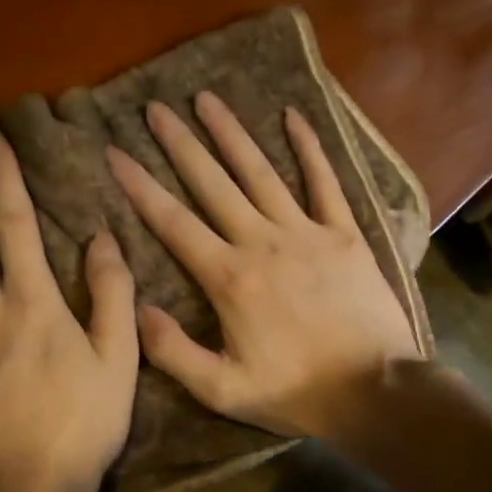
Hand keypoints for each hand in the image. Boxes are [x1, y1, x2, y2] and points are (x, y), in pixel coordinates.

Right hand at [105, 91, 420, 440]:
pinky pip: (324, 182)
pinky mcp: (344, 233)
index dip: (140, 185)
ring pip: (260, 172)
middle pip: (212, 183)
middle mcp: (262, 242)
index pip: (173, 222)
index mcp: (228, 277)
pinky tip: (292, 116)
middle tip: (155, 108)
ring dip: (231, 134)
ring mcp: (306, 232)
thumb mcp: (223, 390)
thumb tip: (136, 308)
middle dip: (180, 144)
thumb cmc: (297, 393)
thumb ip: (173, 351)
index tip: (115, 152)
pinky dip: (309, 148)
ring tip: (206, 99)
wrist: (377, 392)